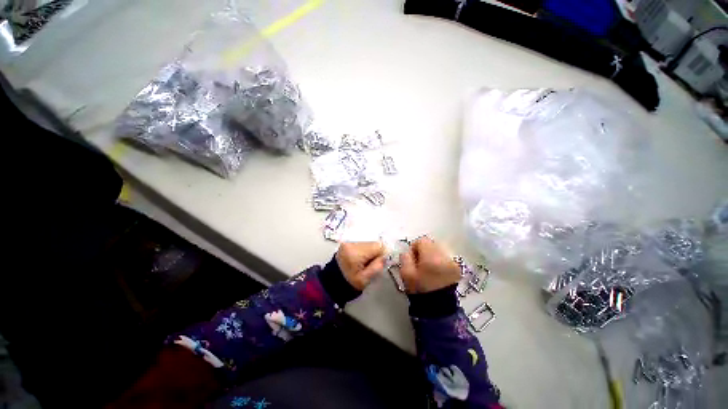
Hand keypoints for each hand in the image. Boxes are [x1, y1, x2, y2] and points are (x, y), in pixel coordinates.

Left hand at [336, 242, 385, 290]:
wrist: (333, 282)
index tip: (379, 263)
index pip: (377, 246)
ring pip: (368, 242)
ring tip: (364, 262)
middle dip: (376, 252)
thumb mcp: (365, 279)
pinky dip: (365, 250)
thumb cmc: (349, 283)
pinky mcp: (347, 242)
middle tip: (370, 264)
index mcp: (356, 253)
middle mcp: (351, 243)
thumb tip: (385, 256)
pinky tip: (360, 258)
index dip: (382, 254)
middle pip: (373, 243)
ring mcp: (348, 242)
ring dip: (370, 251)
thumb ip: (377, 266)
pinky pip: (362, 243)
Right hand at [399, 237, 459, 293]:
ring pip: (439, 251)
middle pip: (431, 244)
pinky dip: (439, 262)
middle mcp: (444, 257)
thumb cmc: (419, 289)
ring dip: (432, 256)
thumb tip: (408, 251)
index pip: (422, 241)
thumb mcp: (406, 273)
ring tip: (428, 269)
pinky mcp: (457, 269)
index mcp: (431, 257)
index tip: (412, 258)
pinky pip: (445, 258)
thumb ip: (405, 257)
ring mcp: (453, 263)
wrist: (436, 308)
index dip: (415, 247)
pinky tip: (436, 273)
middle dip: (424, 251)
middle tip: (419, 263)